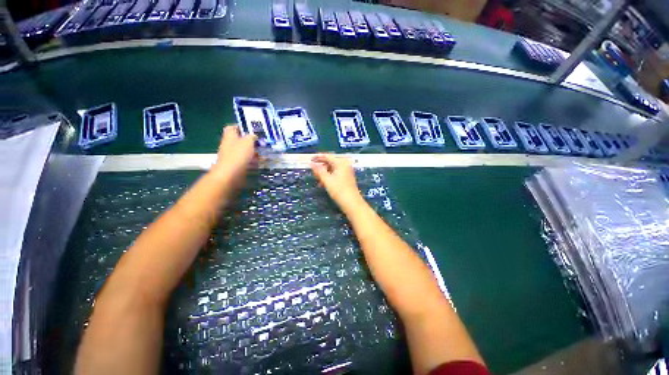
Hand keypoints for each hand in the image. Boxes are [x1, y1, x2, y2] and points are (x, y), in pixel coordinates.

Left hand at [211, 126, 256, 185]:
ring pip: (244, 151)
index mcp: (230, 137)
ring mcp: (232, 156)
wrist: (231, 175)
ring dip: (254, 152)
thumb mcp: (248, 141)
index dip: (241, 127)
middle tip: (261, 142)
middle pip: (240, 140)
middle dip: (251, 141)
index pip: (232, 127)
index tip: (251, 129)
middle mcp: (229, 145)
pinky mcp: (237, 166)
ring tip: (264, 152)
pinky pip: (246, 161)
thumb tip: (253, 135)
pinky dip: (253, 161)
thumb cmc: (238, 155)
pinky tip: (261, 162)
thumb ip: (251, 136)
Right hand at [311, 154, 363, 210]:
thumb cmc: (339, 190)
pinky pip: (335, 174)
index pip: (327, 156)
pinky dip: (328, 177)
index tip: (309, 159)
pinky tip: (323, 184)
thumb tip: (312, 164)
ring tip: (317, 180)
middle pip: (330, 162)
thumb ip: (319, 171)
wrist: (352, 203)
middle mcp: (345, 165)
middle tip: (313, 172)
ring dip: (324, 173)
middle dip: (321, 167)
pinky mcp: (346, 178)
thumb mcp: (327, 180)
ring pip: (332, 169)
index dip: (318, 157)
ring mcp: (346, 171)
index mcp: (341, 162)